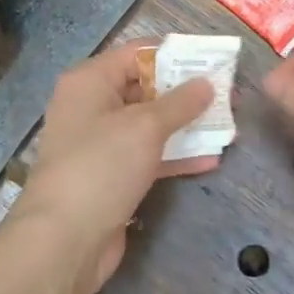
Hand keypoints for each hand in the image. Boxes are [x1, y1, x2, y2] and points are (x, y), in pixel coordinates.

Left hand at [12, 41, 216, 293]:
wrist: (65, 240)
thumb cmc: (102, 166)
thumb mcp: (146, 126)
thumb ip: (180, 102)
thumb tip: (207, 83)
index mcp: (90, 82)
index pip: (136, 53)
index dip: (175, 54)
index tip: (213, 60)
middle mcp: (92, 107)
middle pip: (146, 88)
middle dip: (187, 93)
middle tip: (228, 94)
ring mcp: (102, 144)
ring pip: (151, 125)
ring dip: (187, 125)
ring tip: (228, 125)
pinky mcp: (113, 176)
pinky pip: (149, 156)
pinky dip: (177, 155)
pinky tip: (211, 158)